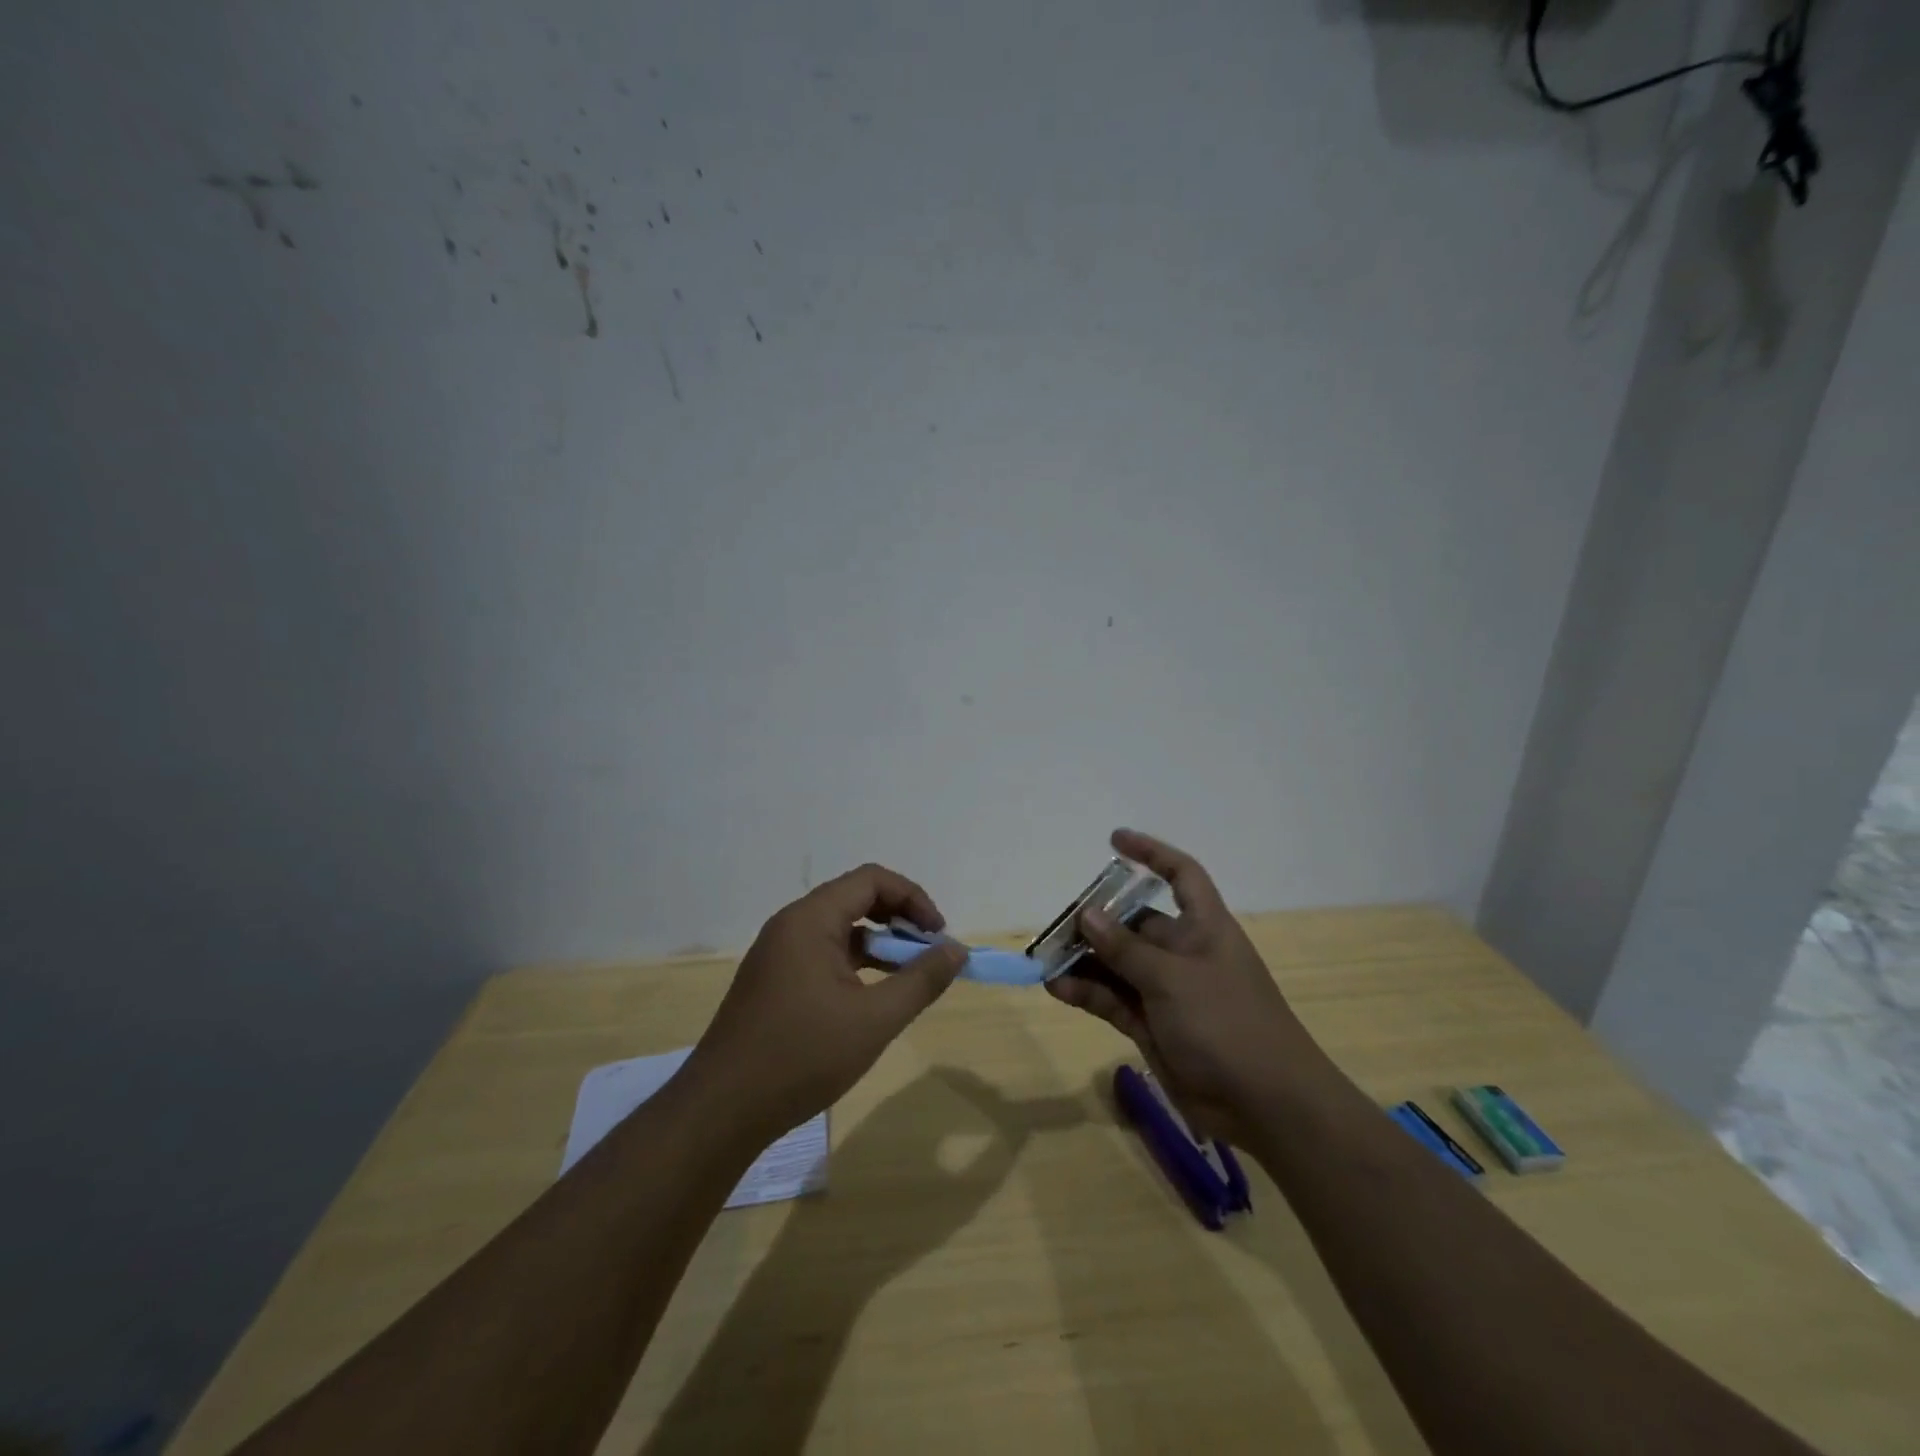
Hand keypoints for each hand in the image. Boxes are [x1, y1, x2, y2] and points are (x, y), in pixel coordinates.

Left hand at [680, 863, 966, 1141]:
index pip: (871, 880)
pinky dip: (855, 963)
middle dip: (898, 918)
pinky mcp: (773, 980)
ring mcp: (778, 953)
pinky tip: (872, 996)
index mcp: (810, 920)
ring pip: (840, 928)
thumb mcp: (874, 1020)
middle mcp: (791, 925)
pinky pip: (823, 953)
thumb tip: (956, 950)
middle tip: (928, 953)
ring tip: (908, 976)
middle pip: (855, 898)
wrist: (722, 1110)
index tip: (938, 935)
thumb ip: (921, 980)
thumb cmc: (801, 1057)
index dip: (912, 898)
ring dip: (878, 943)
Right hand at [1046, 829, 1324, 1144]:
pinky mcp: (1153, 1026)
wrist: (1265, 1106)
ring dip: (1085, 960)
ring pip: (1118, 964)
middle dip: (1097, 920)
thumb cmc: (1227, 1023)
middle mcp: (1184, 953)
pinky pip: (1113, 999)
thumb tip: (1087, 914)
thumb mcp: (1173, 978)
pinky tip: (1057, 988)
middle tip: (1057, 925)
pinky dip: (1087, 992)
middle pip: (1135, 923)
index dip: (1151, 853)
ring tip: (1045, 958)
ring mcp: (1167, 991)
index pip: (1181, 874)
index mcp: (1203, 927)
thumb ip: (1126, 948)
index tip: (1114, 841)